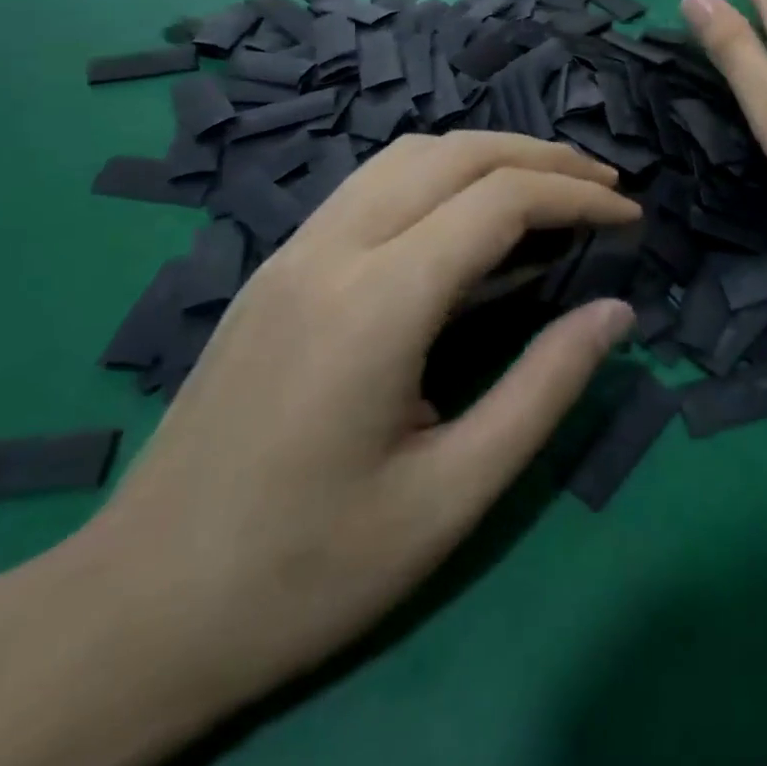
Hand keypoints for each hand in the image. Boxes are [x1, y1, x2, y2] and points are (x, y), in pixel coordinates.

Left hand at [82, 133, 638, 709]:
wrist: (135, 612)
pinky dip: (442, 174)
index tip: (631, 219)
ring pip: (408, 155)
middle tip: (606, 187)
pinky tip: (468, 217)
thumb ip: (544, 389)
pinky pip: (374, 185)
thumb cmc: (308, 568)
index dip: (578, 198)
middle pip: (456, 154)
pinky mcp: (279, 268)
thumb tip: (617, 313)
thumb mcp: (452, 495)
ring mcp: (295, 251)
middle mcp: (332, 250)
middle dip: (543, 158)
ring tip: (549, 186)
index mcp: (377, 303)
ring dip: (490, 154)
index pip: (499, 200)